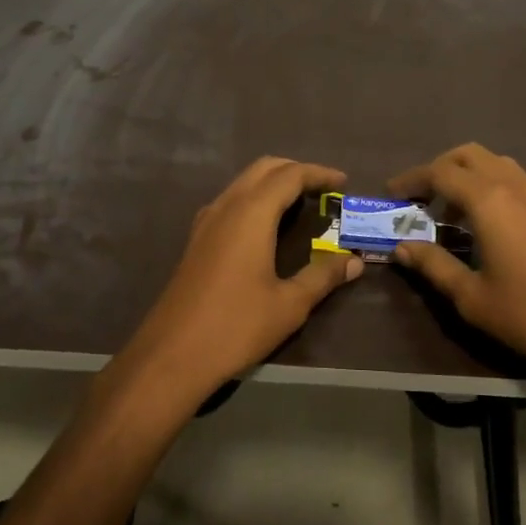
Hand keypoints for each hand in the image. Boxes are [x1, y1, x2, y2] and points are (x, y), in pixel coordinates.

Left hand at [118, 157, 362, 405]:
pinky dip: (255, 199)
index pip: (290, 175)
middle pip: (264, 168)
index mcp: (251, 213)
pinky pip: (230, 201)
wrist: (171, 356)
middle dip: (296, 171)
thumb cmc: (235, 326)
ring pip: (244, 182)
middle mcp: (227, 206)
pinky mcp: (196, 239)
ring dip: (273, 183)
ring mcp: (206, 221)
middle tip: (323, 189)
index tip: (343, 183)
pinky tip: (265, 227)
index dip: (319, 174)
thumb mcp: (289, 304)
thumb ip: (323, 276)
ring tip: (300, 204)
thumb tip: (354, 261)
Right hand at [388, 143, 525, 384]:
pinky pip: (521, 183)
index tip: (392, 195)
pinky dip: (498, 188)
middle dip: (440, 168)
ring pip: (498, 163)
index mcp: (488, 200)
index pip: (440, 172)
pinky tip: (497, 221)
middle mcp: (513, 186)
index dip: (411, 179)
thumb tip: (403, 247)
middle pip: (469, 155)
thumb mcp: (472, 297)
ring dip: (470, 175)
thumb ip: (434, 266)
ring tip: (454, 211)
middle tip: (422, 198)